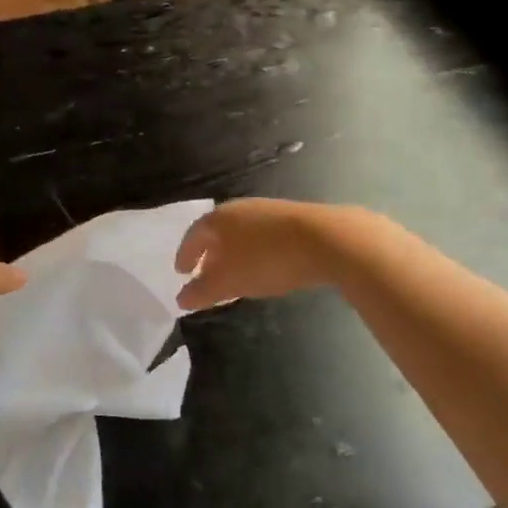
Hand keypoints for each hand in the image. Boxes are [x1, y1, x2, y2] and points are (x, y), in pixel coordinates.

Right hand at [174, 198, 337, 311]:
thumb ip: (202, 292)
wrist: (327, 239)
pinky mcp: (293, 218)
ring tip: (234, 274)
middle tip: (204, 274)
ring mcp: (267, 210)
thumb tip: (181, 299)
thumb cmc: (266, 259)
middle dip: (209, 254)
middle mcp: (239, 209)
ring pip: (241, 234)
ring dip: (233, 253)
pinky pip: (262, 236)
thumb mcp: (229, 282)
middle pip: (216, 232)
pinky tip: (263, 266)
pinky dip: (254, 251)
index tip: (180, 271)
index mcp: (218, 219)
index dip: (185, 255)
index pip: (193, 236)